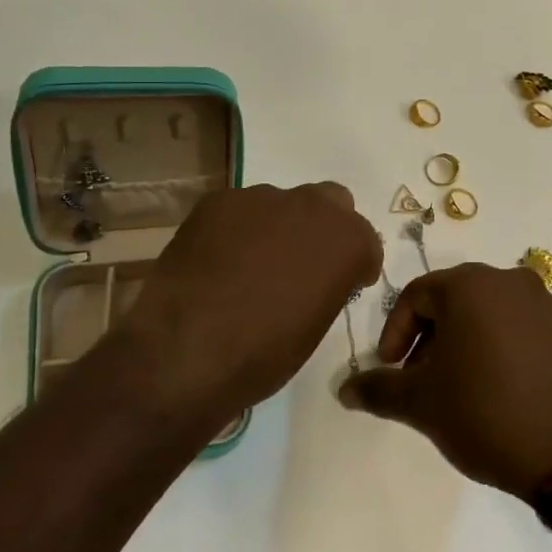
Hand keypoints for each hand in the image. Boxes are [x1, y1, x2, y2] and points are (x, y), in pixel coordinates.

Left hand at [117, 182, 381, 419]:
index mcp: (345, 240)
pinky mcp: (218, 201)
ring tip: (250, 267)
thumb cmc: (263, 353)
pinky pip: (238, 211)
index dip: (355, 265)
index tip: (344, 285)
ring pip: (281, 204)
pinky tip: (218, 262)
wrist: (186, 348)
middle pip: (331, 203)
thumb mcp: (315, 327)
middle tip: (302, 266)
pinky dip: (236, 231)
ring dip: (277, 228)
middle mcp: (310, 207)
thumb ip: (327, 287)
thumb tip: (314, 279)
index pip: (365, 241)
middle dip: (323, 229)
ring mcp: (261, 198)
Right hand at [338, 263, 551, 498]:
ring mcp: (549, 305)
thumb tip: (344, 388)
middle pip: (455, 301)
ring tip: (462, 389)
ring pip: (491, 315)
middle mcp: (511, 281)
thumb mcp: (421, 404)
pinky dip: (503, 350)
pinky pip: (524, 331)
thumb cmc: (487, 413)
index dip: (395, 332)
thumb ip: (378, 390)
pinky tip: (503, 392)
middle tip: (422, 379)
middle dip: (431, 338)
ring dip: (467, 344)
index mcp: (471, 285)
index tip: (391, 369)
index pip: (416, 295)